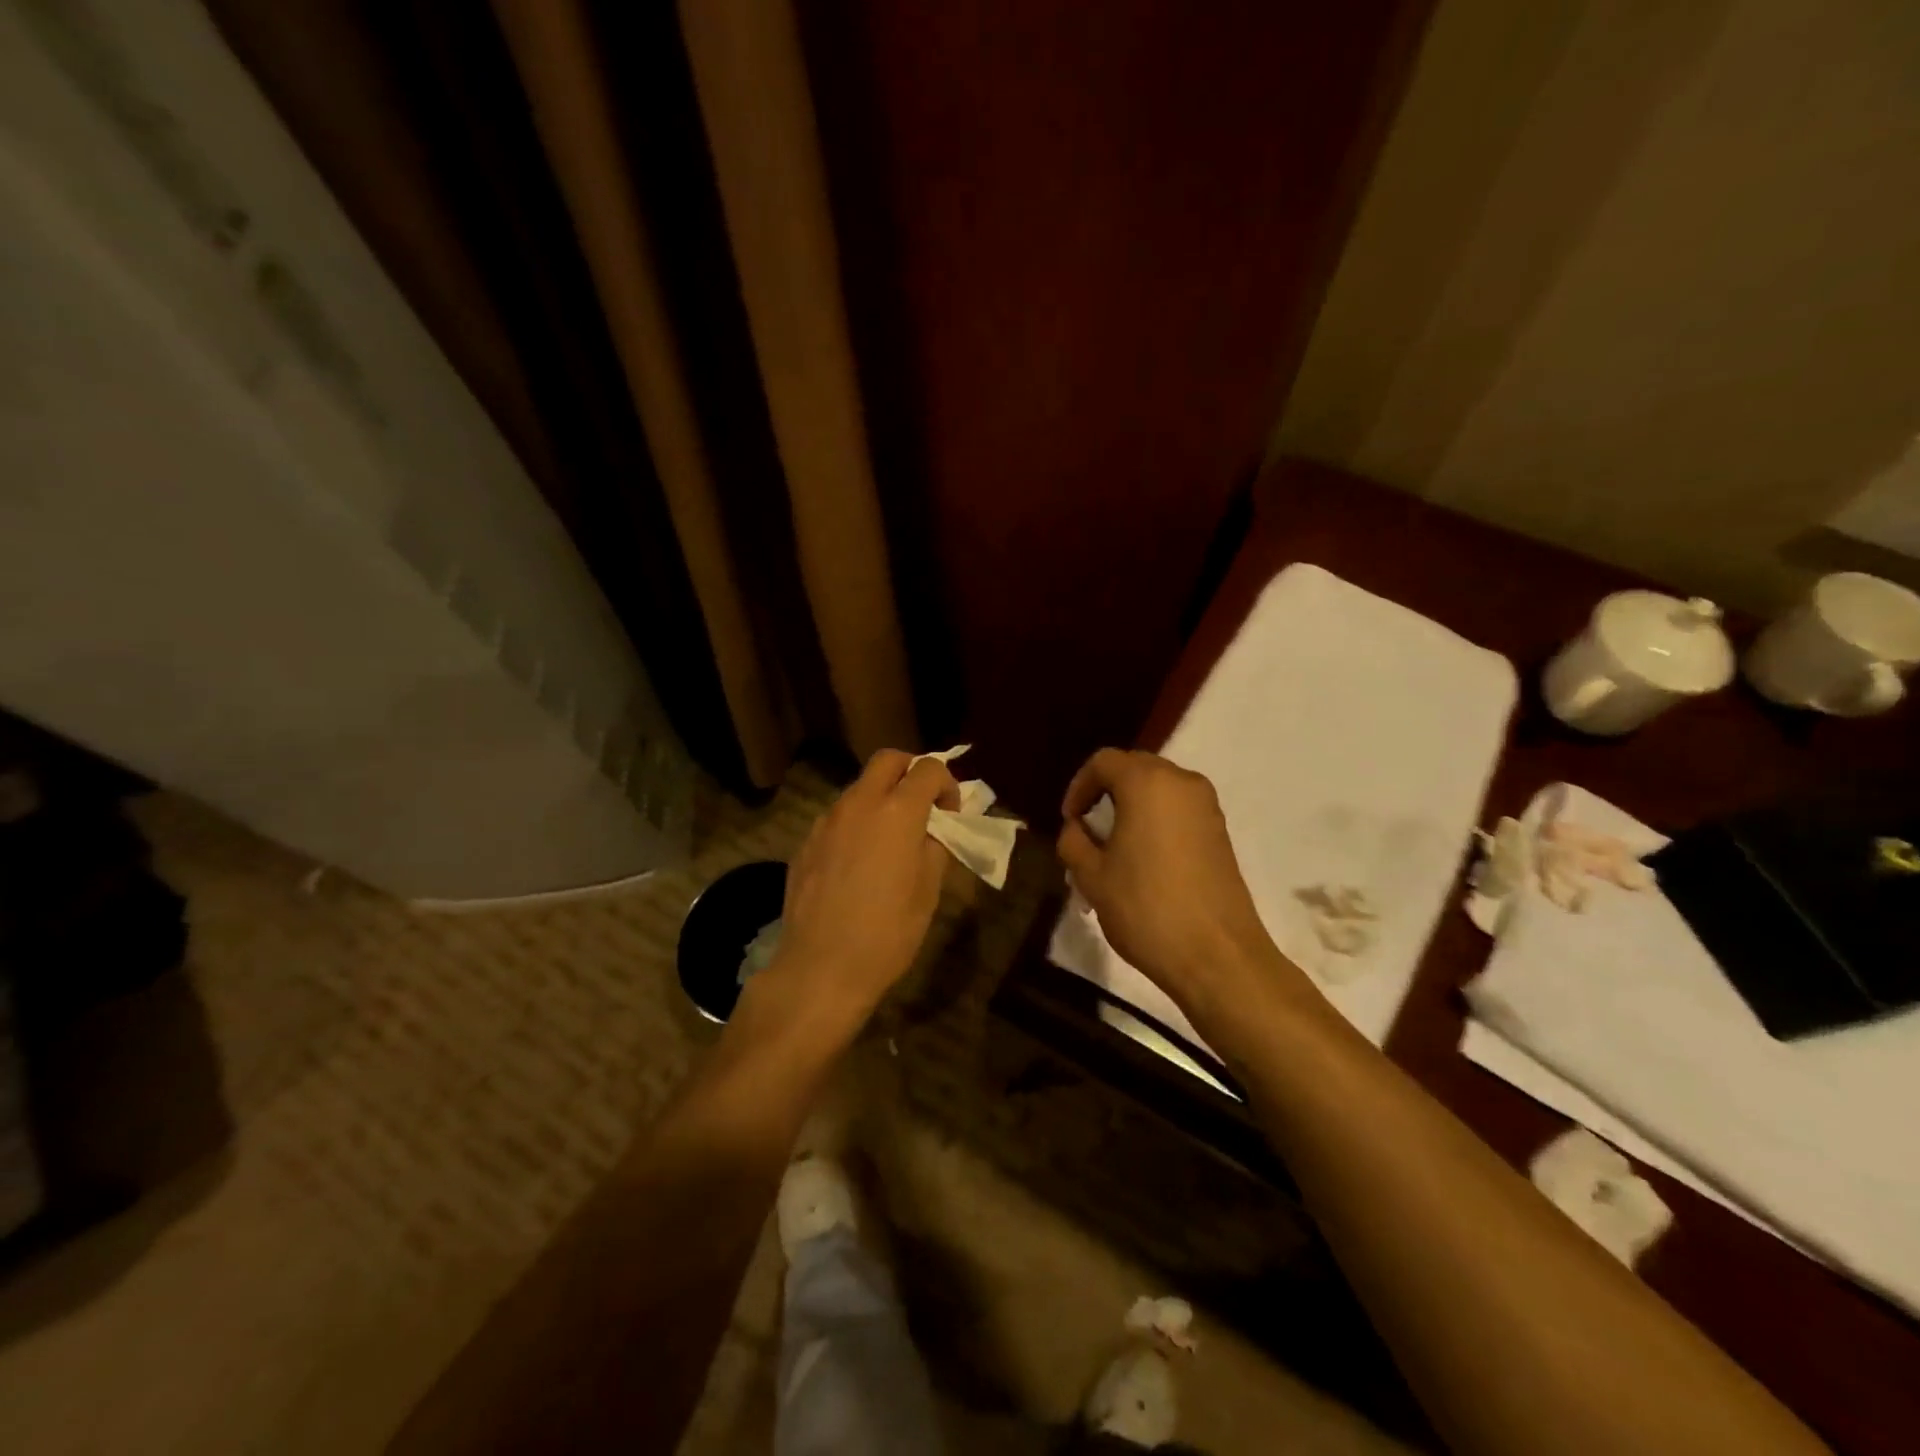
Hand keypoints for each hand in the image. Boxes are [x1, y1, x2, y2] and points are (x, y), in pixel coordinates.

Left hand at [768, 749, 959, 1022]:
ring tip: (891, 839)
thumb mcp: (929, 891)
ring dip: (881, 798)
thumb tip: (939, 826)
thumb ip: (938, 845)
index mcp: (897, 811)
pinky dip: (857, 823)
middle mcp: (859, 803)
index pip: (928, 768)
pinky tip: (859, 862)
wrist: (821, 968)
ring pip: (859, 787)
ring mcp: (827, 820)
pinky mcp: (806, 841)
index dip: (947, 783)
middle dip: (911, 771)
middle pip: (887, 760)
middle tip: (923, 806)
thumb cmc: (888, 933)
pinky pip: (838, 817)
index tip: (951, 812)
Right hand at [1057, 749, 1293, 1006]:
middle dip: (1106, 793)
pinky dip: (1156, 821)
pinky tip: (1144, 860)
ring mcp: (1207, 807)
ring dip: (1132, 807)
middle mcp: (1182, 782)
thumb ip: (1074, 841)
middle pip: (1134, 768)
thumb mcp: (1091, 876)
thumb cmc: (1146, 908)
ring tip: (1114, 847)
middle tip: (1089, 830)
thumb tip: (1077, 829)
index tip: (1070, 821)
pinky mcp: (1221, 832)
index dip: (1079, 786)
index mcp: (1147, 783)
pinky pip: (1179, 810)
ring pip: (1159, 789)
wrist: (1217, 955)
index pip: (1103, 761)